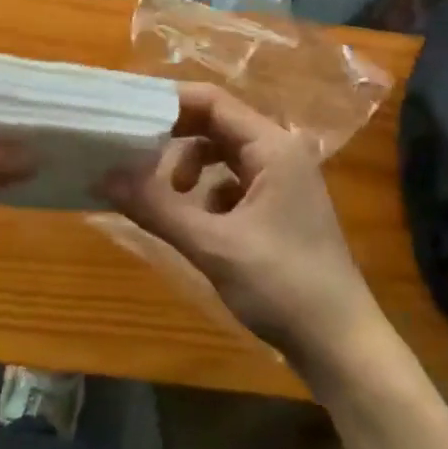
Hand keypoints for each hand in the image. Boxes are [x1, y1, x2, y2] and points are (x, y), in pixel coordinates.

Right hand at [98, 84, 378, 364]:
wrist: (343, 347)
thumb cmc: (282, 286)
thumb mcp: (212, 245)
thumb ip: (157, 207)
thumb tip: (105, 176)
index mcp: (272, 146)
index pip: (212, 101)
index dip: (169, 103)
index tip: (129, 116)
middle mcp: (281, 152)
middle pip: (218, 124)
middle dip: (176, 137)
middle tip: (136, 153)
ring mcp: (284, 180)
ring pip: (226, 154)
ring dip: (193, 167)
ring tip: (172, 196)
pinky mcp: (282, 208)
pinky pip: (236, 182)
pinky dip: (212, 193)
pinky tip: (202, 226)